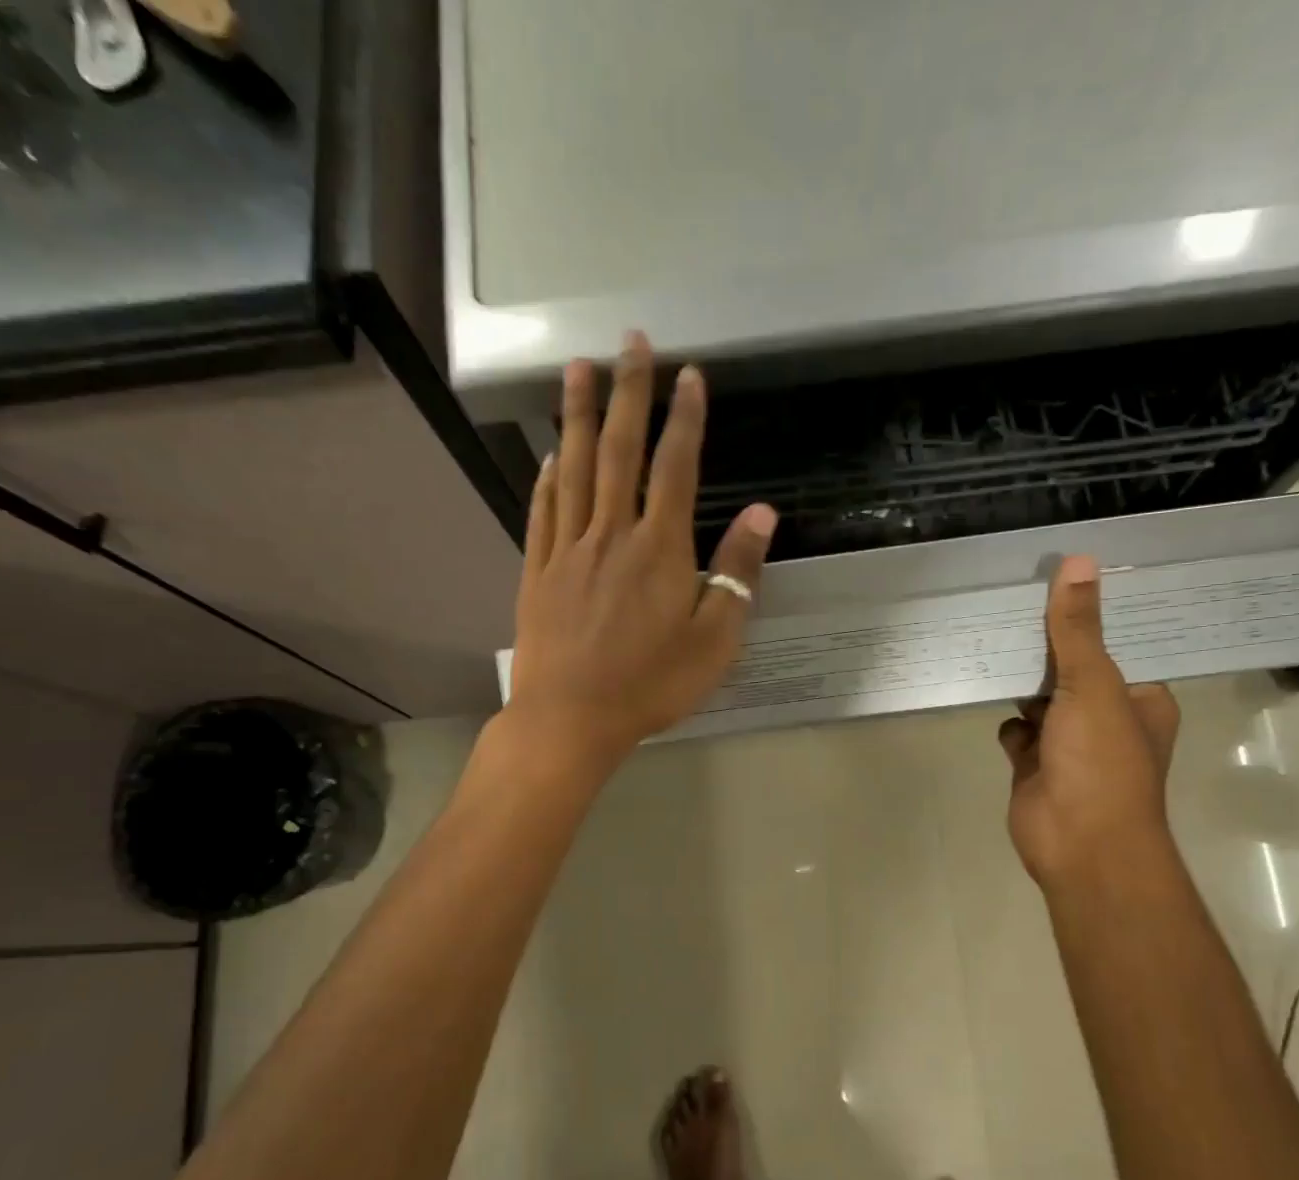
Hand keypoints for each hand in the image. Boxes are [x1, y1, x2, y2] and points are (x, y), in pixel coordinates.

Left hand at [504, 332, 776, 773]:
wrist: (570, 719)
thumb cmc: (651, 685)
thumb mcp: (713, 641)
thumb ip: (736, 574)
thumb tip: (761, 514)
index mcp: (659, 549)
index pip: (676, 468)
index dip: (685, 418)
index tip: (690, 374)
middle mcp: (611, 535)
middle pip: (620, 451)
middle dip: (629, 393)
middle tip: (631, 342)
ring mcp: (567, 550)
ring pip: (574, 469)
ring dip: (578, 416)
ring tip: (578, 368)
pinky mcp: (537, 572)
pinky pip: (542, 513)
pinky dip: (548, 478)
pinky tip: (550, 456)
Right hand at [998, 556, 1179, 887]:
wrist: (1079, 844)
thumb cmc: (1101, 762)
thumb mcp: (1095, 685)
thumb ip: (1079, 629)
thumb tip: (1078, 563)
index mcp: (1142, 698)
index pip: (1120, 645)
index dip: (1094, 616)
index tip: (1063, 580)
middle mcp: (1109, 718)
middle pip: (1076, 669)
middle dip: (1049, 645)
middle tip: (1015, 600)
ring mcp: (1069, 743)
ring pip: (1042, 698)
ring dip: (1022, 680)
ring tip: (992, 636)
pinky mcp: (1033, 763)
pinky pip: (1016, 728)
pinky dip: (1007, 720)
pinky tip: (986, 694)